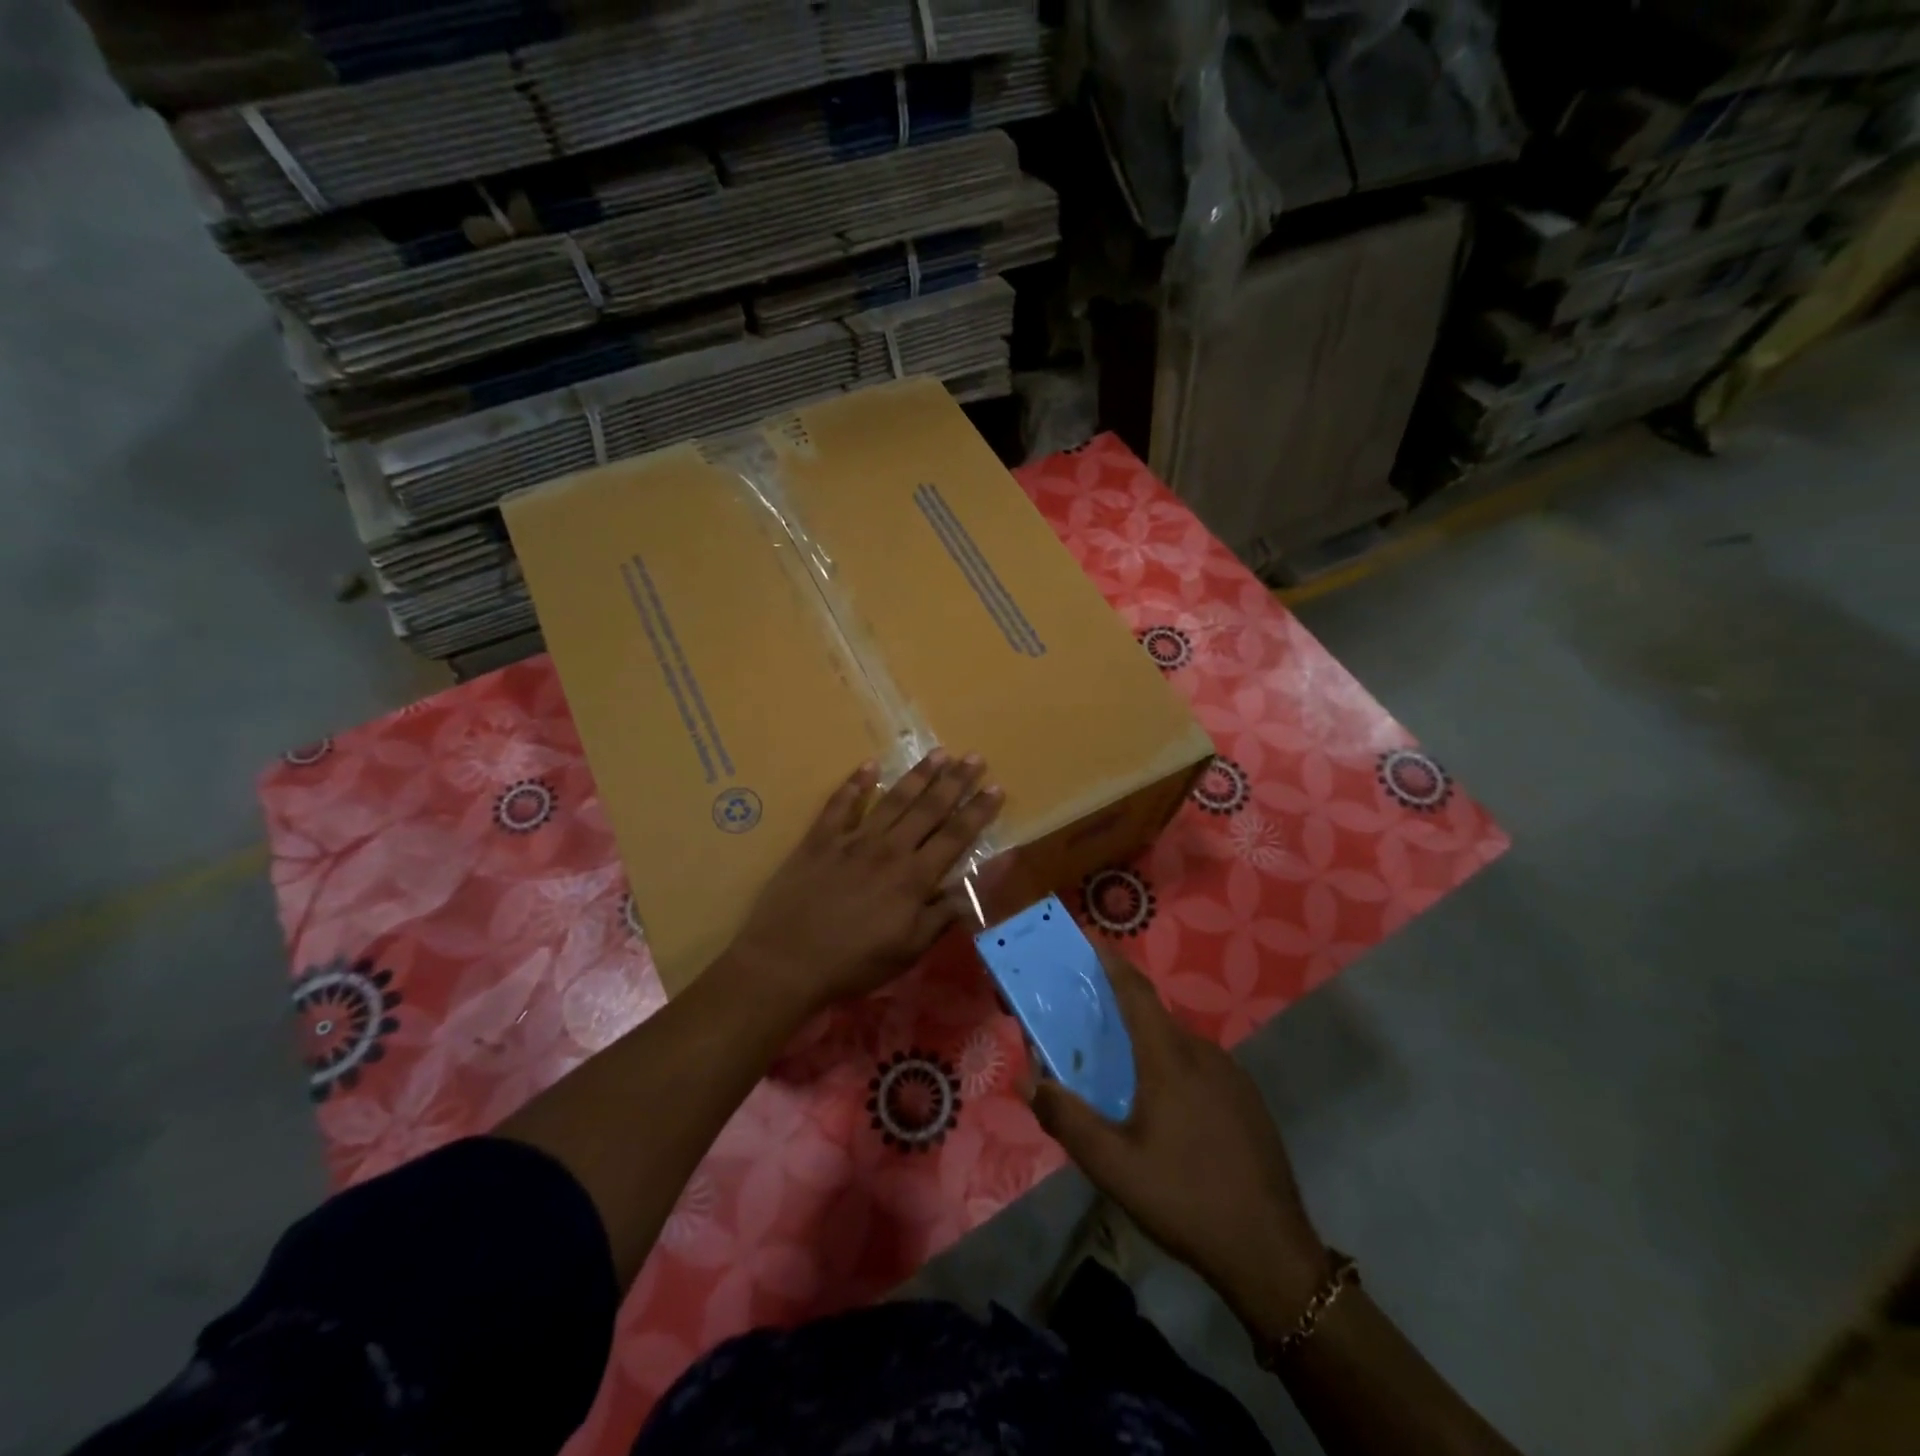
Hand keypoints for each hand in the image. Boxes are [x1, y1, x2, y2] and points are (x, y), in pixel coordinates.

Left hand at [728, 751, 1002, 1017]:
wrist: (786, 962)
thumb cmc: (855, 963)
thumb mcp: (911, 948)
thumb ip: (948, 910)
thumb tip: (983, 880)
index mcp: (914, 877)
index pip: (955, 836)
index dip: (978, 811)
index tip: (997, 787)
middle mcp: (889, 849)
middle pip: (929, 809)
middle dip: (955, 781)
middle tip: (974, 756)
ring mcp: (852, 840)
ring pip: (893, 799)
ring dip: (918, 775)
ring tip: (939, 753)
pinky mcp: (820, 840)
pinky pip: (840, 804)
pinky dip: (855, 784)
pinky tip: (869, 766)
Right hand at [1030, 947, 1328, 1340]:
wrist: (1271, 1254)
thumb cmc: (1184, 1199)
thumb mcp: (1113, 1167)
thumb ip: (1067, 1119)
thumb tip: (1030, 1081)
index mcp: (1169, 1057)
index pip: (1135, 991)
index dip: (1110, 962)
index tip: (1087, 941)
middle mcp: (1202, 1053)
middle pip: (1153, 1017)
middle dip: (1118, 1012)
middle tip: (1086, 1026)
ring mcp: (1231, 1076)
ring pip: (1177, 1045)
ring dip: (1145, 1046)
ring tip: (1119, 1076)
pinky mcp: (1247, 1101)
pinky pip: (1198, 1068)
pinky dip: (1171, 1069)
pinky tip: (1163, 1112)